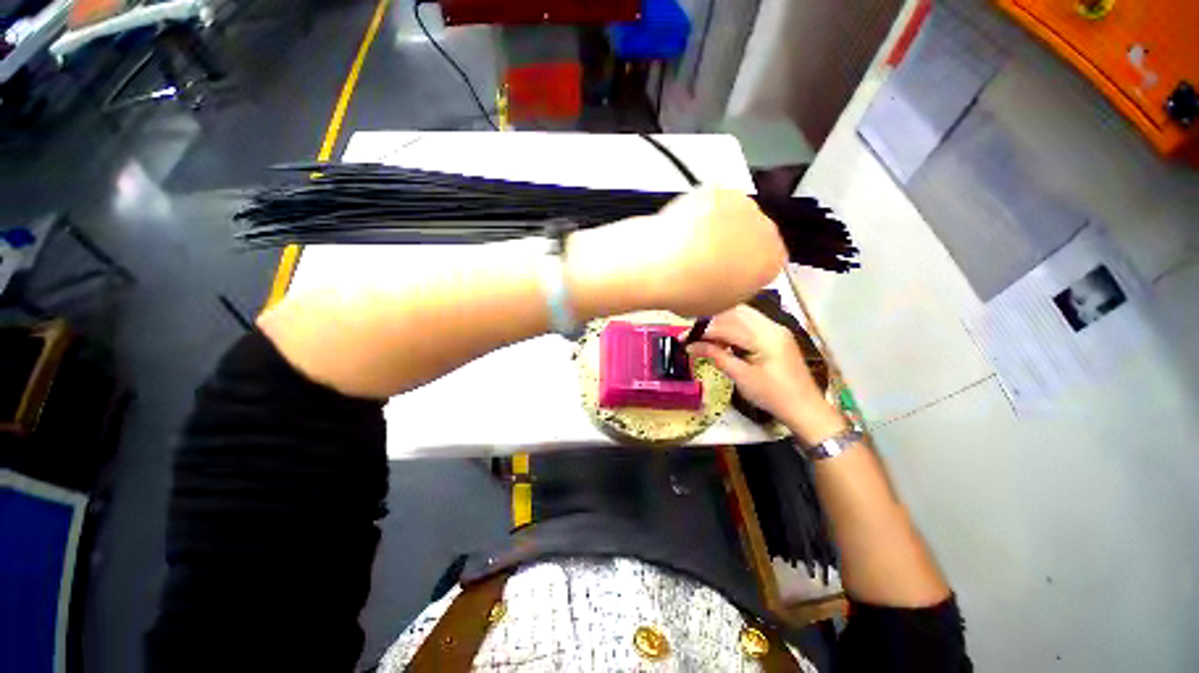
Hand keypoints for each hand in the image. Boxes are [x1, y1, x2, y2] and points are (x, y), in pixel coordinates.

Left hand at [566, 189, 786, 317]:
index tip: (728, 273)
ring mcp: (742, 204)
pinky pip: (714, 203)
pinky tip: (686, 226)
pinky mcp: (717, 190)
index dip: (746, 268)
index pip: (769, 262)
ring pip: (737, 216)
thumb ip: (736, 287)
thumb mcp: (720, 304)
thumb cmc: (690, 292)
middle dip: (738, 244)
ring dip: (722, 226)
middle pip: (756, 235)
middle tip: (709, 257)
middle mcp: (766, 229)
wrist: (662, 264)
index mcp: (772, 261)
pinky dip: (703, 212)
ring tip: (693, 241)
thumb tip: (730, 278)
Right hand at [686, 305, 846, 444]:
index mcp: (766, 337)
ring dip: (722, 323)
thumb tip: (691, 346)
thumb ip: (717, 356)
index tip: (684, 339)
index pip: (727, 325)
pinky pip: (750, 323)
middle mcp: (772, 326)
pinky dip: (733, 327)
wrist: (805, 408)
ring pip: (742, 315)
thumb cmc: (773, 396)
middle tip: (694, 336)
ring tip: (705, 338)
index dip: (703, 331)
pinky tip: (723, 339)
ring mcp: (776, 329)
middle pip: (735, 313)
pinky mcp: (776, 335)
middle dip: (712, 322)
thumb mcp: (741, 377)